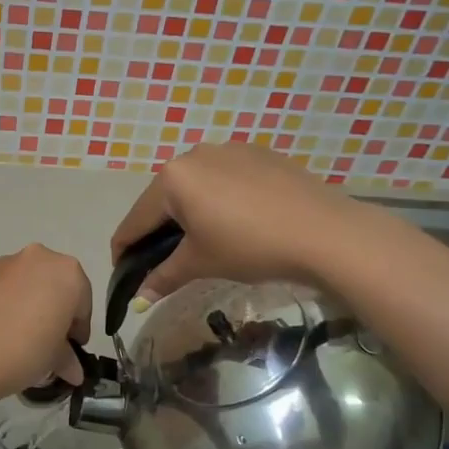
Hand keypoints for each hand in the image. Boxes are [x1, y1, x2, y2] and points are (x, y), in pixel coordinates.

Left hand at [0, 246, 93, 402]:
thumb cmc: (24, 350)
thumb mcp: (54, 360)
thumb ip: (67, 359)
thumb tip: (73, 371)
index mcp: (67, 273)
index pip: (83, 303)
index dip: (78, 330)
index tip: (71, 351)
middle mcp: (37, 258)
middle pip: (54, 286)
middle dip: (54, 313)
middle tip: (47, 344)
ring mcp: (3, 264)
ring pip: (26, 285)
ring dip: (29, 307)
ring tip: (19, 341)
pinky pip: (1, 291)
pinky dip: (5, 306)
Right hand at [110, 142, 374, 301]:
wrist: (325, 232)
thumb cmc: (250, 246)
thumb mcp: (201, 263)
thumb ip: (163, 277)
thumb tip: (138, 299)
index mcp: (172, 178)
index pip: (135, 220)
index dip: (124, 250)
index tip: (123, 273)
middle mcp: (194, 155)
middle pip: (163, 199)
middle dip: (158, 231)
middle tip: (164, 262)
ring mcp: (229, 150)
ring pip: (194, 186)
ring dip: (188, 214)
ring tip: (202, 242)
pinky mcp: (258, 154)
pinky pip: (224, 178)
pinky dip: (218, 200)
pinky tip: (235, 223)